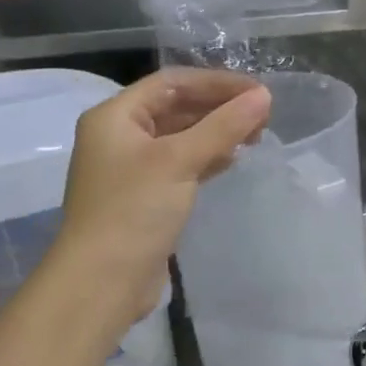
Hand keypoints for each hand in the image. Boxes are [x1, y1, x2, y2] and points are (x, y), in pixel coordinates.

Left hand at [47, 68, 271, 339]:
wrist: (101, 283)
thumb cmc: (134, 210)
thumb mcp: (180, 160)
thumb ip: (224, 125)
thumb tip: (263, 96)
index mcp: (115, 117)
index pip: (172, 83)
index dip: (216, 82)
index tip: (257, 91)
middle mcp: (119, 136)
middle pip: (177, 106)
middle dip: (220, 107)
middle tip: (262, 115)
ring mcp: (132, 167)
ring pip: (182, 135)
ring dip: (217, 130)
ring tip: (255, 135)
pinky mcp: (146, 195)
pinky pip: (181, 161)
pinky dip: (208, 155)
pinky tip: (233, 158)